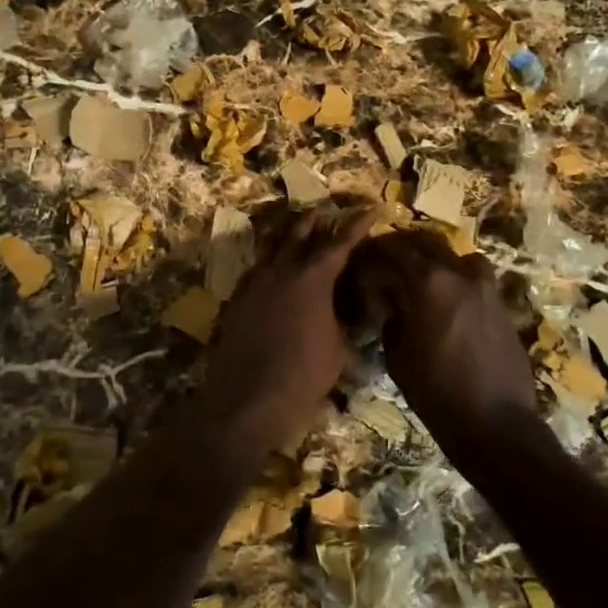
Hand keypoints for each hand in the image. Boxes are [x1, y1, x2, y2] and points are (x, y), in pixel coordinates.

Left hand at [199, 209, 375, 454]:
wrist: (249, 397)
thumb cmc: (305, 374)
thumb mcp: (340, 349)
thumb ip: (346, 323)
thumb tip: (353, 313)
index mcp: (313, 278)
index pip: (340, 243)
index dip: (357, 225)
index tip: (370, 210)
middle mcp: (281, 270)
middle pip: (299, 234)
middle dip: (315, 222)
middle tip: (325, 213)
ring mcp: (255, 282)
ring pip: (271, 247)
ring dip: (286, 236)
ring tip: (294, 229)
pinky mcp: (237, 299)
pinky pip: (255, 270)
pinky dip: (267, 262)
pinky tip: (270, 268)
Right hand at [357, 231, 538, 452]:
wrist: (495, 422)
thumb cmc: (436, 391)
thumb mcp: (398, 356)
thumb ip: (392, 318)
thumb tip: (392, 303)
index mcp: (429, 283)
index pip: (395, 249)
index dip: (375, 248)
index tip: (363, 254)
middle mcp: (459, 275)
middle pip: (428, 243)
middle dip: (405, 245)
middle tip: (388, 258)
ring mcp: (486, 288)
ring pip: (458, 255)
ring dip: (437, 258)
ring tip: (424, 275)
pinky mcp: (502, 305)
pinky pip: (476, 278)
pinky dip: (459, 278)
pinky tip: (450, 300)